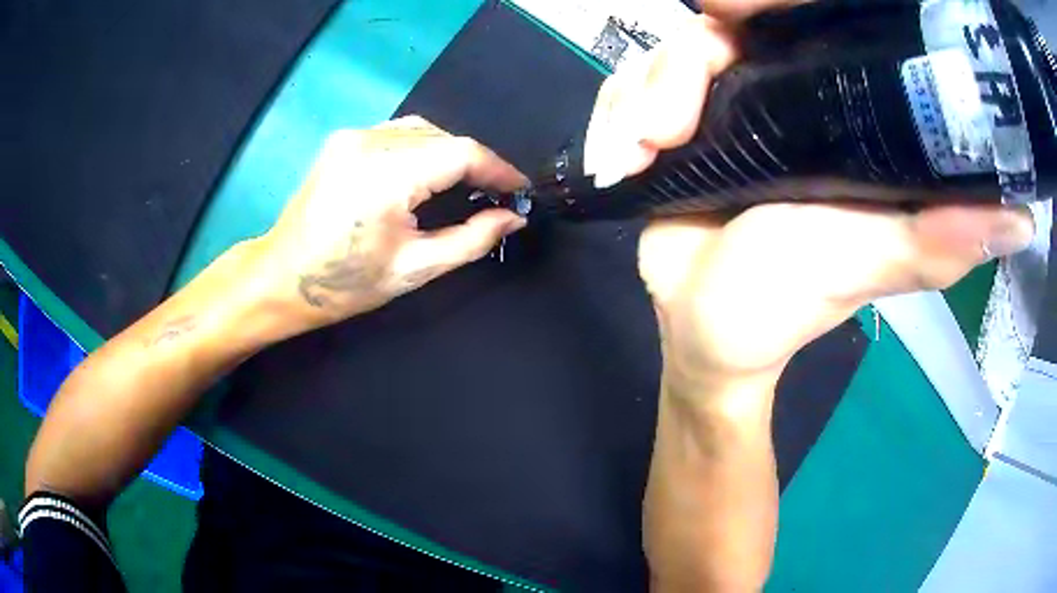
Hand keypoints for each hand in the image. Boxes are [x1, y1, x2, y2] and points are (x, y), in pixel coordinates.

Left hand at [256, 116, 526, 329]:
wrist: (280, 278)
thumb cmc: (345, 284)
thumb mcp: (415, 269)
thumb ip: (471, 239)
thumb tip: (512, 218)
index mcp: (387, 175)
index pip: (462, 153)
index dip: (499, 169)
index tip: (520, 191)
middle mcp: (370, 142)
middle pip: (445, 138)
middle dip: (476, 164)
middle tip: (494, 196)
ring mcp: (353, 136)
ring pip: (423, 130)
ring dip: (450, 153)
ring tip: (464, 186)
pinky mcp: (343, 139)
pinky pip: (397, 132)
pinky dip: (422, 148)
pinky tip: (425, 174)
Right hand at [586, 5, 1035, 397]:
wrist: (701, 330)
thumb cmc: (785, 304)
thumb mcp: (868, 267)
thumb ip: (937, 241)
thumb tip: (1021, 220)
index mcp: (833, 113)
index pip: (807, 26)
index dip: (771, 3)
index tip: (730, 14)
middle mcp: (779, 95)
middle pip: (718, 30)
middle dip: (678, 67)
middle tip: (665, 128)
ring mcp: (720, 105)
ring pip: (662, 56)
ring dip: (636, 101)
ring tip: (635, 157)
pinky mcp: (669, 125)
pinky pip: (627, 88)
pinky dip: (611, 116)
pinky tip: (616, 160)